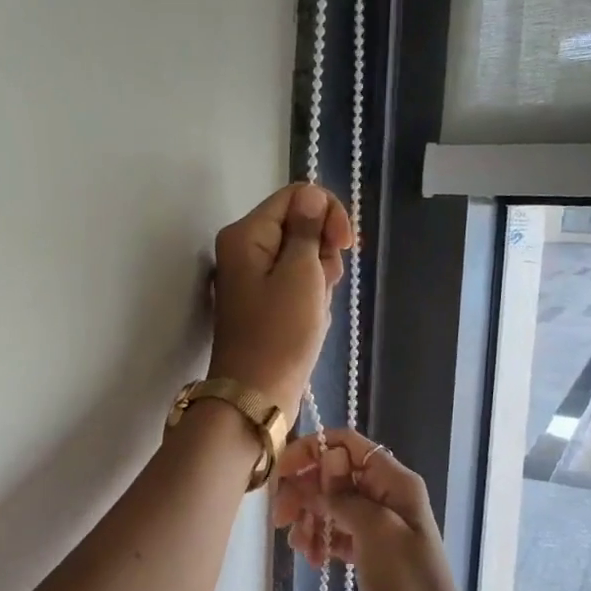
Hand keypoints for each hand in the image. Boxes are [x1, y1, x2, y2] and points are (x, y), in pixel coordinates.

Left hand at [209, 184, 353, 419]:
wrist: (257, 394)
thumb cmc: (280, 334)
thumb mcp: (301, 273)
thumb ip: (308, 229)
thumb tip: (312, 196)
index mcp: (246, 234)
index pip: (297, 196)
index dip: (328, 213)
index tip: (346, 245)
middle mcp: (244, 248)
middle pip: (300, 225)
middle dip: (323, 252)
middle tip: (323, 286)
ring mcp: (252, 276)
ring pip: (302, 257)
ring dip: (319, 279)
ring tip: (315, 309)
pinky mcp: (263, 300)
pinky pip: (296, 283)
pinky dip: (310, 297)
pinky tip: (312, 320)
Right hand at [273, 429, 472, 590]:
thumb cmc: (407, 581)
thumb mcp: (374, 531)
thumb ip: (343, 495)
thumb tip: (323, 460)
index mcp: (393, 479)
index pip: (345, 443)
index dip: (311, 450)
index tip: (282, 474)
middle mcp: (385, 493)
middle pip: (333, 474)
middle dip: (304, 492)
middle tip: (282, 521)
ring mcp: (378, 522)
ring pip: (331, 504)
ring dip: (310, 520)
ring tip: (301, 549)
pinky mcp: (371, 549)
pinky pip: (337, 531)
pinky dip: (321, 540)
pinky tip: (314, 560)